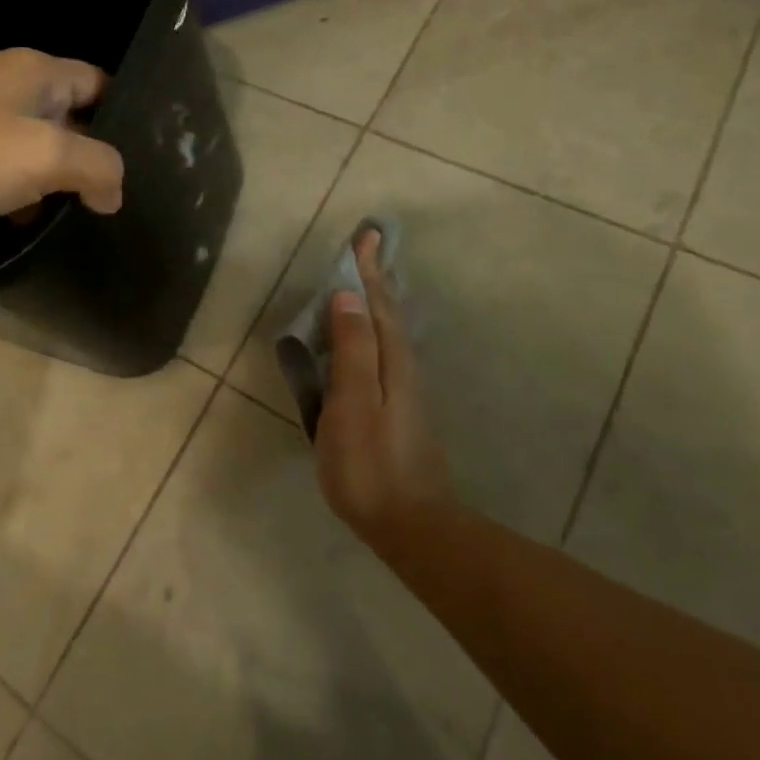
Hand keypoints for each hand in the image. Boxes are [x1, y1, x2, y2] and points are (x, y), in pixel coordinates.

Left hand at [0, 48, 124, 241]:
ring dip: (50, 179)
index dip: (124, 120)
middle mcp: (5, 82)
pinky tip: (19, 220)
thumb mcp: (44, 157)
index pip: (100, 84)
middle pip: (68, 116)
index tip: (142, 163)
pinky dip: (14, 188)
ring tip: (72, 217)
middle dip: (88, 156)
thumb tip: (114, 192)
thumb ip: (97, 168)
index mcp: (34, 71)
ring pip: (32, 144)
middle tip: (112, 198)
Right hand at [316, 229, 455, 542]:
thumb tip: (347, 296)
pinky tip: (371, 339)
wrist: (412, 524)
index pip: (377, 303)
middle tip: (368, 247)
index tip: (366, 235)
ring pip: (391, 331)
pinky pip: (387, 350)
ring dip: (378, 301)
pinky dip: (376, 329)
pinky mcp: (401, 409)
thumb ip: (352, 349)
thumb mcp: (354, 403)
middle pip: (389, 312)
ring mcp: (406, 390)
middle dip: (376, 278)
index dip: (367, 270)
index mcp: (391, 360)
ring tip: (368, 281)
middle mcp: (404, 367)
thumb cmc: (371, 463)